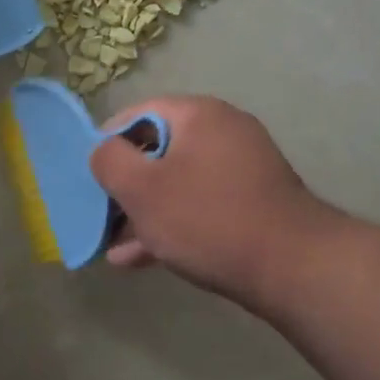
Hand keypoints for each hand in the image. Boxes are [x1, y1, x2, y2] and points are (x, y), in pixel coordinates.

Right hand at [89, 94, 330, 304]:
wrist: (291, 266)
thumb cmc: (206, 218)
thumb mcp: (141, 188)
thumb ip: (109, 161)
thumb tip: (104, 151)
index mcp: (198, 115)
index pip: (138, 113)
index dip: (106, 142)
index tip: (88, 175)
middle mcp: (224, 132)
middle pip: (157, 150)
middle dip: (124, 186)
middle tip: (100, 213)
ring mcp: (241, 169)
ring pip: (176, 184)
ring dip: (142, 213)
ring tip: (112, 246)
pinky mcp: (251, 203)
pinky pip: (199, 205)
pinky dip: (171, 225)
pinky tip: (140, 259)